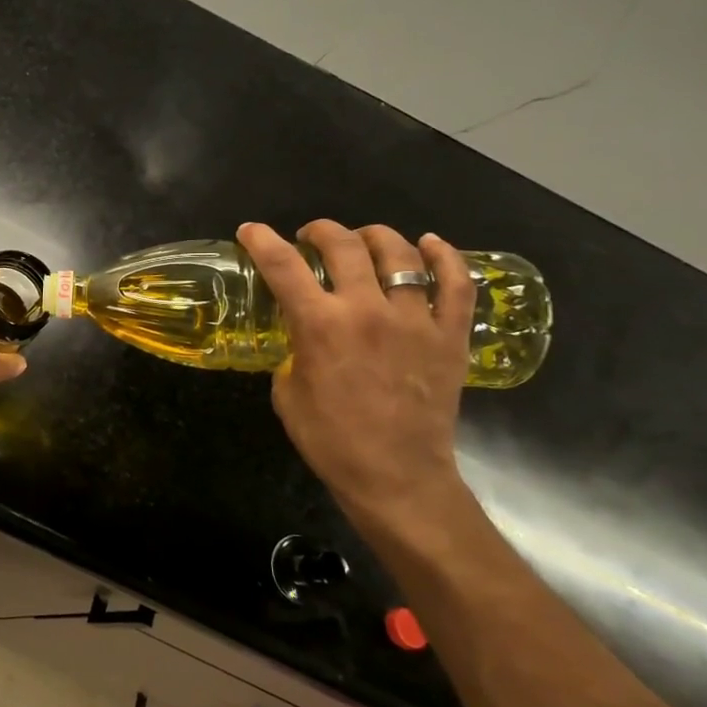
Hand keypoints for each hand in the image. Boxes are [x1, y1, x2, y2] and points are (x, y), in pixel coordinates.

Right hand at [237, 220, 474, 526]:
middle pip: (344, 246)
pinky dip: (445, 257)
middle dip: (320, 231)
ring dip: (375, 237)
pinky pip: (456, 283)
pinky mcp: (451, 336)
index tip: (250, 231)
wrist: (396, 476)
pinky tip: (430, 244)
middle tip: (310, 236)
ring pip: (401, 254)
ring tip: (363, 240)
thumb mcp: (287, 392)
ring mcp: (416, 320)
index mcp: (320, 326)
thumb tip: (301, 338)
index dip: (261, 241)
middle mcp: (367, 310)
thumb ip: (293, 352)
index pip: (283, 266)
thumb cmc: (330, 439)